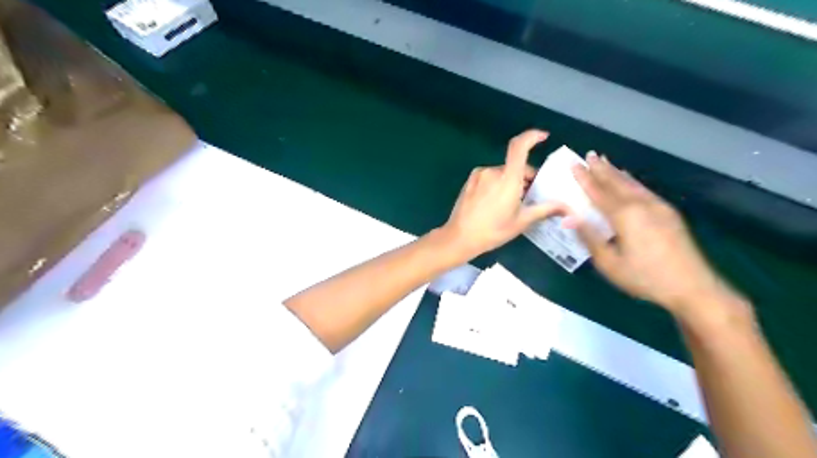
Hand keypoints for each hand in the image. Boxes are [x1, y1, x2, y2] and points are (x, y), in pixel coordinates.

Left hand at [440, 130, 569, 260]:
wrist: (460, 237)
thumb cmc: (493, 230)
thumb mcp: (521, 222)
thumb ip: (545, 209)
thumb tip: (567, 207)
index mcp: (507, 178)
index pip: (519, 146)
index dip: (532, 136)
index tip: (544, 137)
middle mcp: (493, 171)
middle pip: (515, 166)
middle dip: (525, 177)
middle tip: (529, 198)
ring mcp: (479, 175)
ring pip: (502, 173)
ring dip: (511, 182)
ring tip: (511, 204)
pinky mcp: (470, 181)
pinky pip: (490, 177)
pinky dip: (498, 184)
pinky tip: (496, 203)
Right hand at [574, 152, 742, 315]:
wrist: (693, 287)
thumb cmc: (644, 277)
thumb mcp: (609, 263)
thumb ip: (590, 237)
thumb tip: (569, 217)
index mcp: (624, 216)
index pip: (599, 192)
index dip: (584, 178)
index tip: (573, 164)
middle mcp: (641, 205)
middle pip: (616, 182)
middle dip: (600, 168)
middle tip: (588, 155)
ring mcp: (658, 207)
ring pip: (632, 183)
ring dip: (616, 172)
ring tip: (604, 160)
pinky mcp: (668, 213)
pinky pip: (644, 190)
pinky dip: (632, 181)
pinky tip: (629, 179)